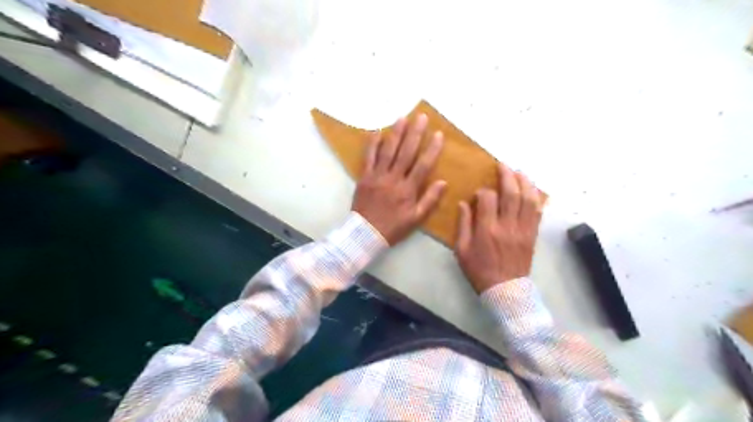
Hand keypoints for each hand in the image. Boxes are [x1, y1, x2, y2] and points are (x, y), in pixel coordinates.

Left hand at [354, 114, 445, 245]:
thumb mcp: (416, 219)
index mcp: (408, 190)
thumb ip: (430, 200)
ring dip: (396, 133)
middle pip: (406, 152)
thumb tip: (444, 182)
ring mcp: (377, 176)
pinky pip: (368, 157)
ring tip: (402, 118)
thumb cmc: (393, 227)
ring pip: (388, 151)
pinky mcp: (364, 177)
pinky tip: (377, 131)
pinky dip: (372, 144)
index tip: (439, 134)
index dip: (432, 149)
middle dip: (415, 133)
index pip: (423, 165)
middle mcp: (393, 179)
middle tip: (421, 117)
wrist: (365, 233)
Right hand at [452, 163, 540, 290]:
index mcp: (487, 229)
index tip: (479, 194)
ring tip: (519, 172)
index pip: (488, 198)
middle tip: (503, 165)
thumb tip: (464, 203)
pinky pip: (537, 211)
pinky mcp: (532, 234)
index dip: (483, 191)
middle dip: (507, 175)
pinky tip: (531, 189)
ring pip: (528, 199)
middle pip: (512, 193)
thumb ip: (463, 225)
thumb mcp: (462, 250)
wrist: (505, 290)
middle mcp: (507, 225)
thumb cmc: (479, 270)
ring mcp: (523, 229)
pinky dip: (536, 197)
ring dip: (525, 182)